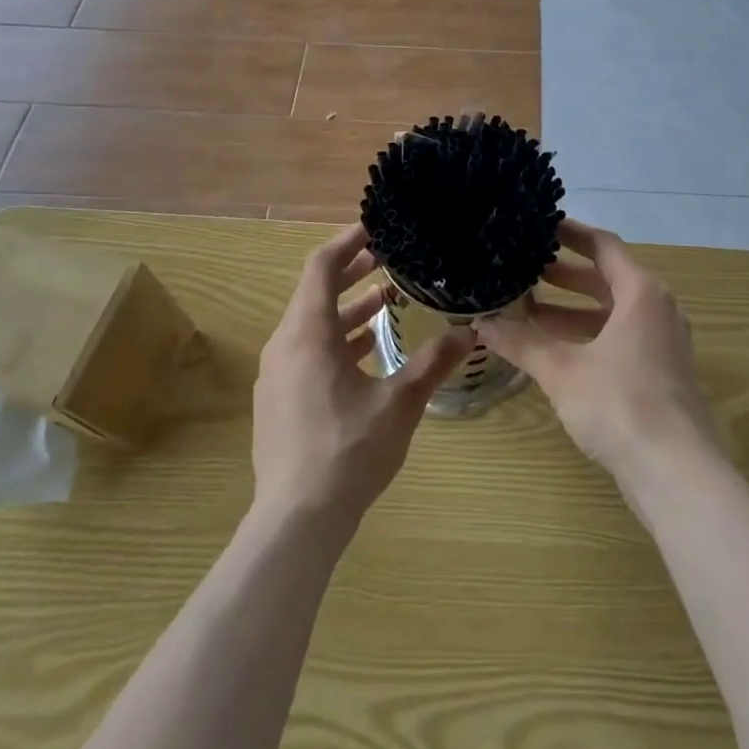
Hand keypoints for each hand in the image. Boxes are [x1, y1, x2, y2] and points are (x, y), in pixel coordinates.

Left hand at [252, 224, 472, 530]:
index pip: (321, 266)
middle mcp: (284, 346)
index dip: (348, 241)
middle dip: (352, 272)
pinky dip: (336, 340)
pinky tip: (367, 353)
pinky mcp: (278, 401)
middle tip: (389, 259)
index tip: (376, 228)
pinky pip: (307, 352)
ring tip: (386, 302)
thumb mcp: (400, 402)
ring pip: (312, 325)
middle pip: (315, 292)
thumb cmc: (348, 450)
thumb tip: (471, 333)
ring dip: (347, 309)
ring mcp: (277, 376)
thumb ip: (434, 361)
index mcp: (308, 334)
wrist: (296, 521)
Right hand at [476, 219, 715, 480]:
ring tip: (527, 308)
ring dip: (572, 309)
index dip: (571, 233)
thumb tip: (481, 322)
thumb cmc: (619, 404)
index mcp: (641, 292)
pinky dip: (588, 335)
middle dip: (565, 274)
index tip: (540, 226)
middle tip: (524, 268)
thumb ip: (522, 343)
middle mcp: (657, 308)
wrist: (675, 472)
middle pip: (608, 278)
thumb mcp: (562, 370)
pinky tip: (552, 349)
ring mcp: (662, 342)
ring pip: (612, 312)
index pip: (604, 246)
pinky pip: (620, 337)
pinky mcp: (660, 372)